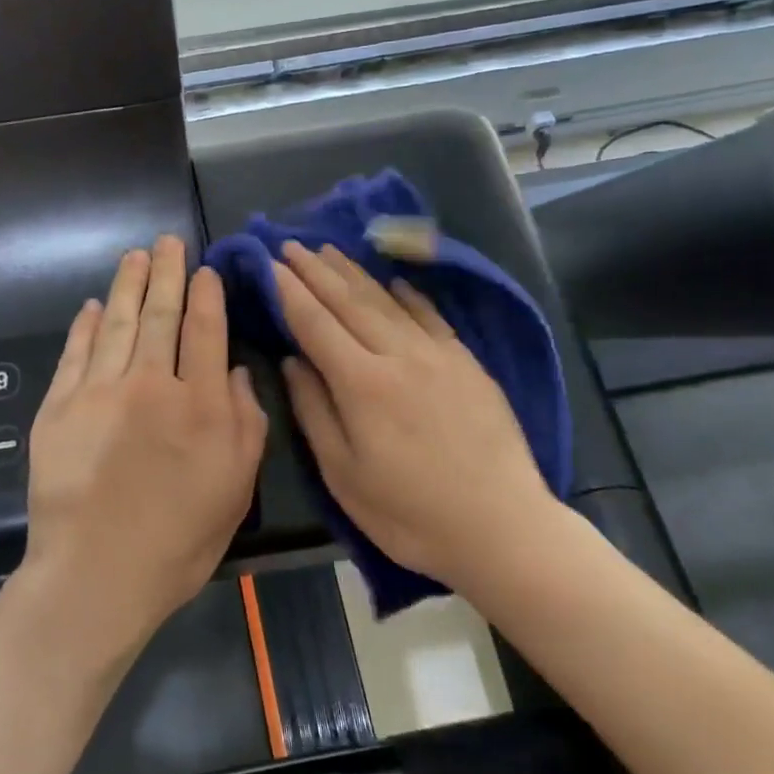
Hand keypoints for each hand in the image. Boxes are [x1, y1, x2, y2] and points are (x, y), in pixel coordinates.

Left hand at [24, 236, 268, 648]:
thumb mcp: (235, 488)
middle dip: (166, 274)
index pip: (204, 331)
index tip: (205, 270)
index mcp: (198, 403)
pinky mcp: (59, 406)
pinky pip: (75, 352)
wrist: (95, 574)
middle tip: (167, 242)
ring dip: (127, 286)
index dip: (206, 295)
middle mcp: (149, 384)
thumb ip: (245, 422)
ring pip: (118, 323)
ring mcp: (98, 391)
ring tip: (135, 256)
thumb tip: (232, 371)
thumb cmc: (178, 539)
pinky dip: (85, 325)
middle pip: (160, 315)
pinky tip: (92, 306)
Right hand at [273, 243, 563, 592]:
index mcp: (361, 384)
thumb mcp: (345, 475)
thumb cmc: (410, 514)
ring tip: (329, 250)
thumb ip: (315, 412)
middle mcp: (398, 355)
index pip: (315, 323)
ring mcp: (437, 355)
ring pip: (387, 301)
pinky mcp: (467, 363)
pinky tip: (393, 282)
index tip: (270, 264)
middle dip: (315, 271)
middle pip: (348, 302)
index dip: (289, 291)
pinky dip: (408, 294)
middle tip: (291, 244)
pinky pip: (431, 316)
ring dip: (354, 273)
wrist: (503, 528)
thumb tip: (293, 360)